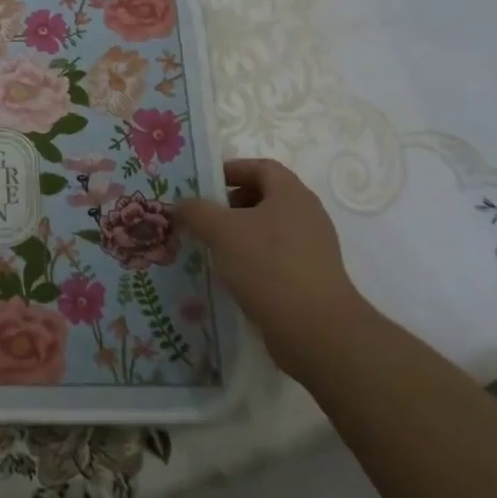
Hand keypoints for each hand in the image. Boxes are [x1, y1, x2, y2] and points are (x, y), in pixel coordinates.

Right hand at [175, 158, 374, 378]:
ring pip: (269, 229)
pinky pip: (276, 257)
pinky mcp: (311, 277)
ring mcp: (313, 248)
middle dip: (230, 204)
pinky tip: (232, 275)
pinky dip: (253, 259)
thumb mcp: (221, 231)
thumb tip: (181, 205)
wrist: (316, 330)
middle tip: (202, 217)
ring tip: (211, 247)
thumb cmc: (268, 265)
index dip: (231, 170)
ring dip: (240, 234)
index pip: (261, 167)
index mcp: (291, 194)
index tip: (203, 185)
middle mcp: (307, 215)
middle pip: (265, 197)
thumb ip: (196, 211)